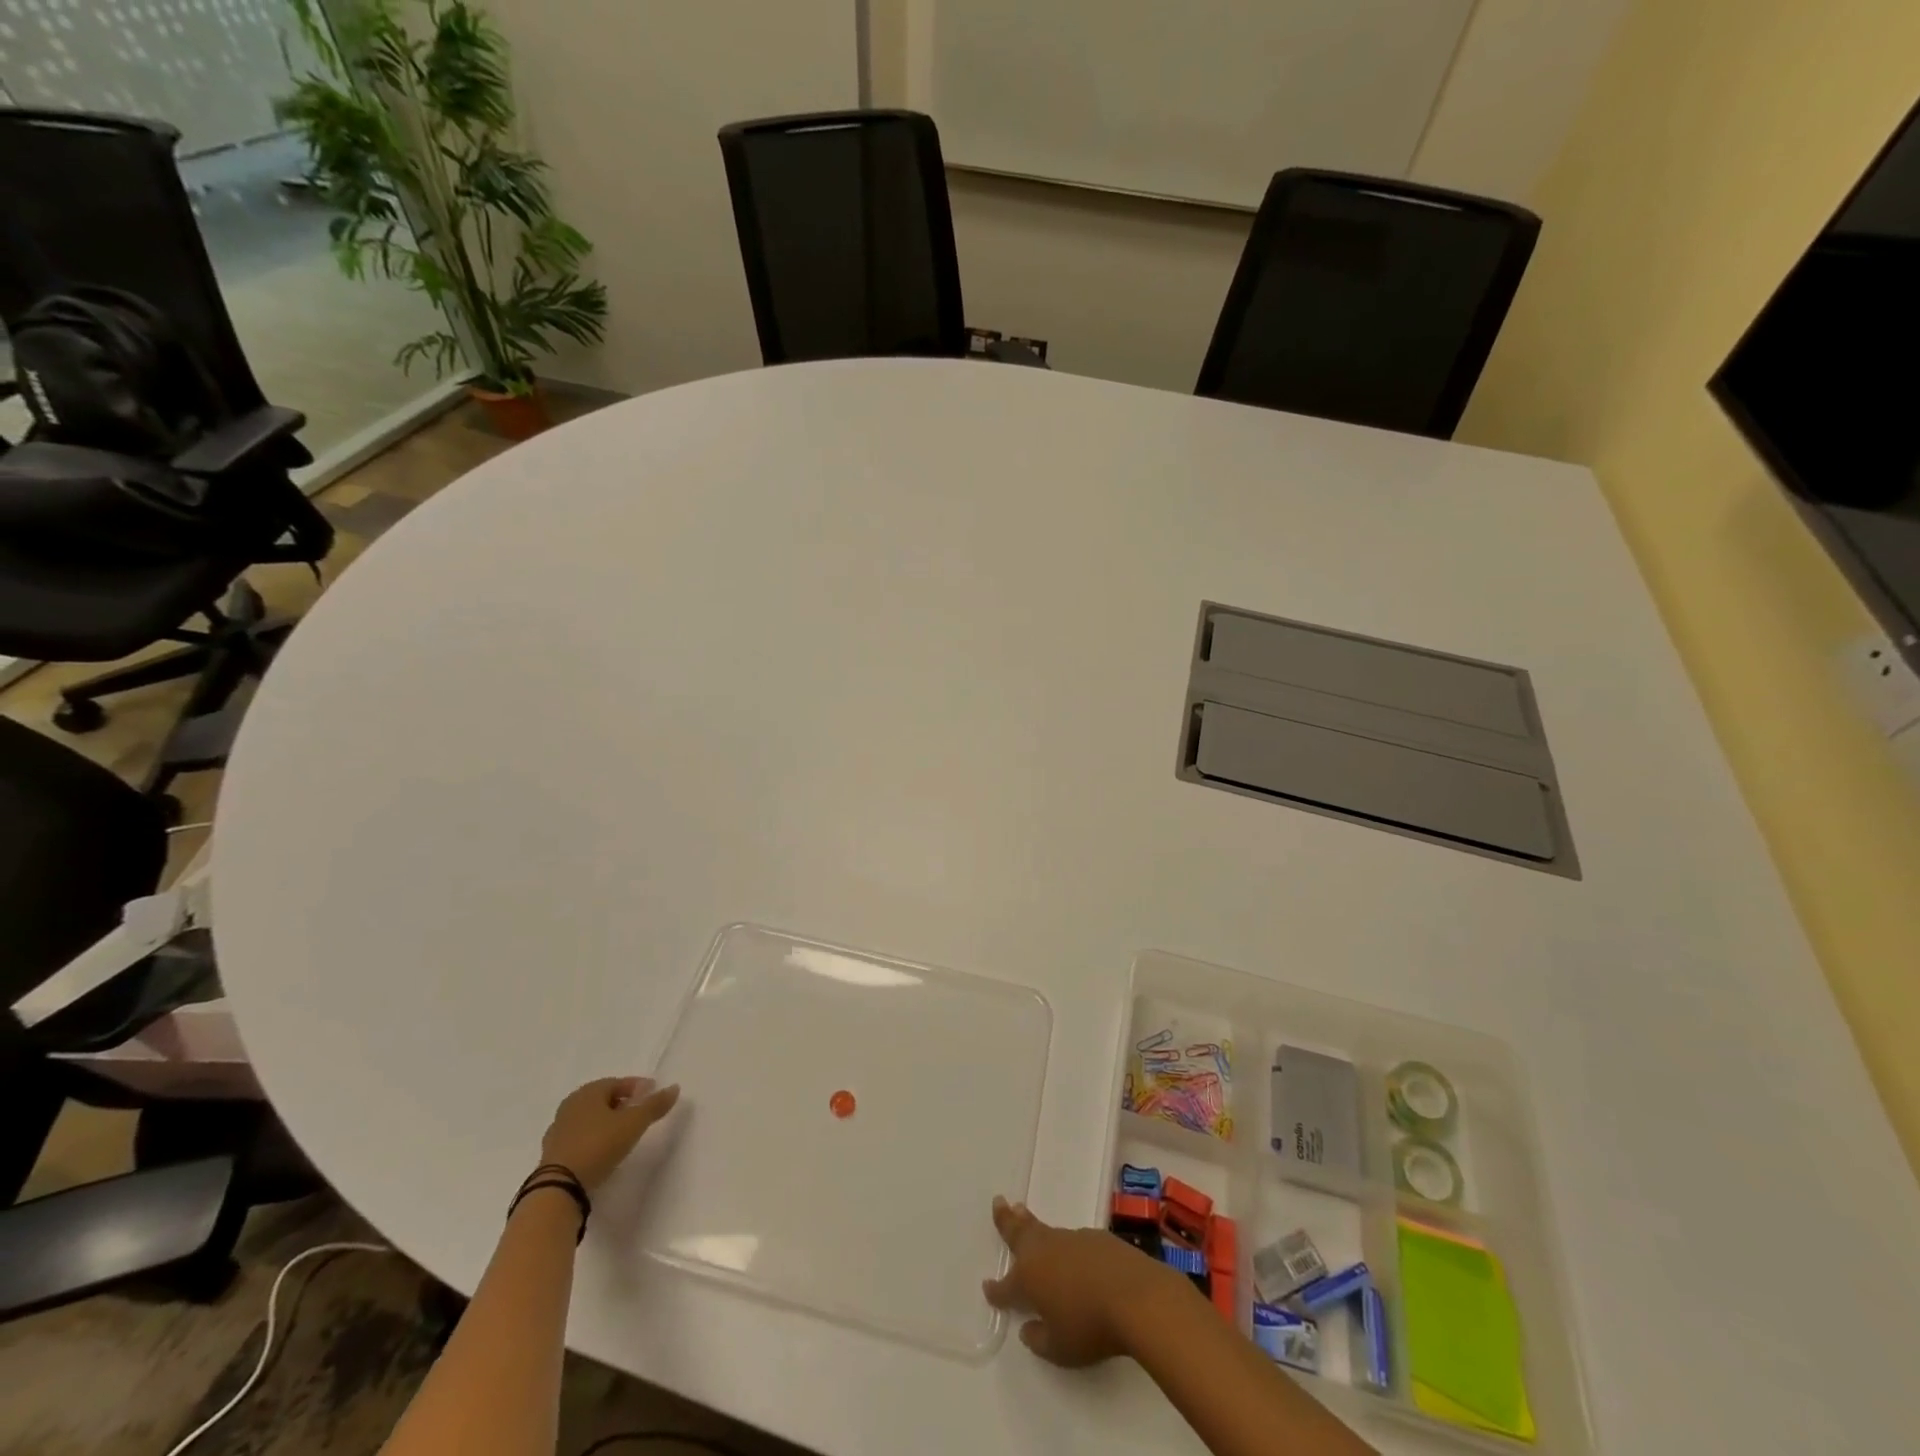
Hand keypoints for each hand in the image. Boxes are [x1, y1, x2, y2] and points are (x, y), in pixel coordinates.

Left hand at [538, 1076, 680, 1191]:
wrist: (559, 1187)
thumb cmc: (599, 1145)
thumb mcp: (634, 1124)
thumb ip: (655, 1105)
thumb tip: (674, 1087)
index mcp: (588, 1092)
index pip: (618, 1082)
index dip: (637, 1087)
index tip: (652, 1094)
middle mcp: (570, 1105)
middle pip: (602, 1099)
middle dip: (621, 1103)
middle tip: (638, 1112)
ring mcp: (558, 1130)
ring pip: (589, 1118)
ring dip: (606, 1122)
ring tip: (622, 1133)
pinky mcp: (552, 1153)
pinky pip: (579, 1137)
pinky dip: (593, 1138)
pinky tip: (602, 1149)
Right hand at [982, 1195, 1181, 1365]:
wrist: (1135, 1296)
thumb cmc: (1090, 1326)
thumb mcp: (1060, 1349)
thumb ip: (1039, 1339)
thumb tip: (1029, 1329)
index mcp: (1029, 1278)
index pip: (1006, 1286)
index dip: (996, 1290)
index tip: (988, 1288)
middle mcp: (1045, 1251)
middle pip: (1019, 1233)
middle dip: (1006, 1220)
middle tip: (999, 1202)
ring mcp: (1071, 1240)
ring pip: (1045, 1231)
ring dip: (1032, 1224)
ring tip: (1023, 1213)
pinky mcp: (1096, 1237)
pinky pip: (1072, 1239)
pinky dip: (1065, 1243)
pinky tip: (1071, 1250)